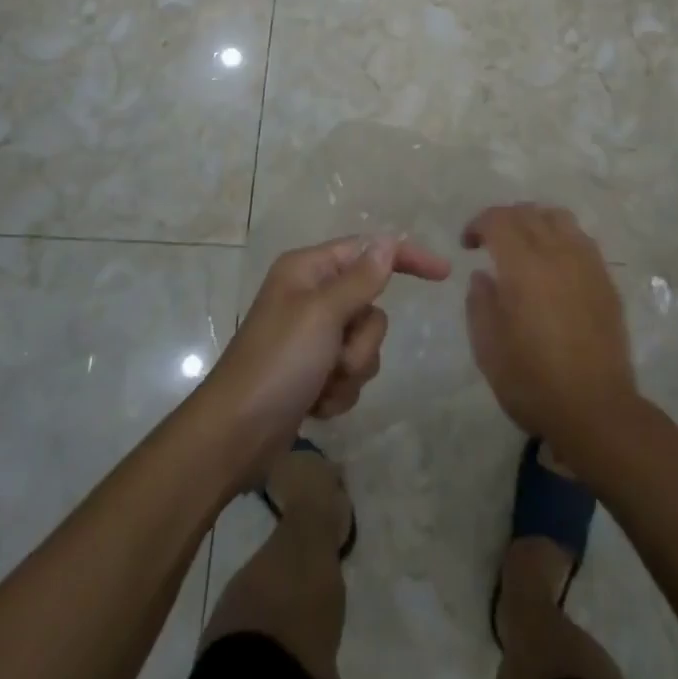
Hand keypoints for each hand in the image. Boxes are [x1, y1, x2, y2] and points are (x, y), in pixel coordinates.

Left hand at [206, 234, 450, 483]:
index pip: (369, 251)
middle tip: (336, 357)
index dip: (406, 258)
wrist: (234, 438)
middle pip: (370, 306)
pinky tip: (315, 404)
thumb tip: (388, 241)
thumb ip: (361, 279)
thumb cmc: (277, 364)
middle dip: (362, 340)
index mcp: (309, 270)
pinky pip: (351, 373)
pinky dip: (339, 391)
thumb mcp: (322, 315)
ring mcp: (312, 337)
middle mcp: (312, 296)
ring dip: (351, 370)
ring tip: (321, 385)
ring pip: (365, 344)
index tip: (443, 273)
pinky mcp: (313, 372)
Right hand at [462, 204, 640, 460]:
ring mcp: (586, 264)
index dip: (479, 223)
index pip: (499, 220)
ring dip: (535, 221)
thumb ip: (480, 303)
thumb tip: (483, 276)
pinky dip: (561, 238)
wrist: (597, 410)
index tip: (468, 244)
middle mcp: (556, 253)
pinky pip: (581, 240)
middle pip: (529, 212)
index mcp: (523, 265)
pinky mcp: (606, 281)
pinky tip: (554, 264)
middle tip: (491, 242)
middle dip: (504, 219)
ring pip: (559, 218)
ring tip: (525, 245)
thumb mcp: (488, 348)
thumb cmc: (534, 381)